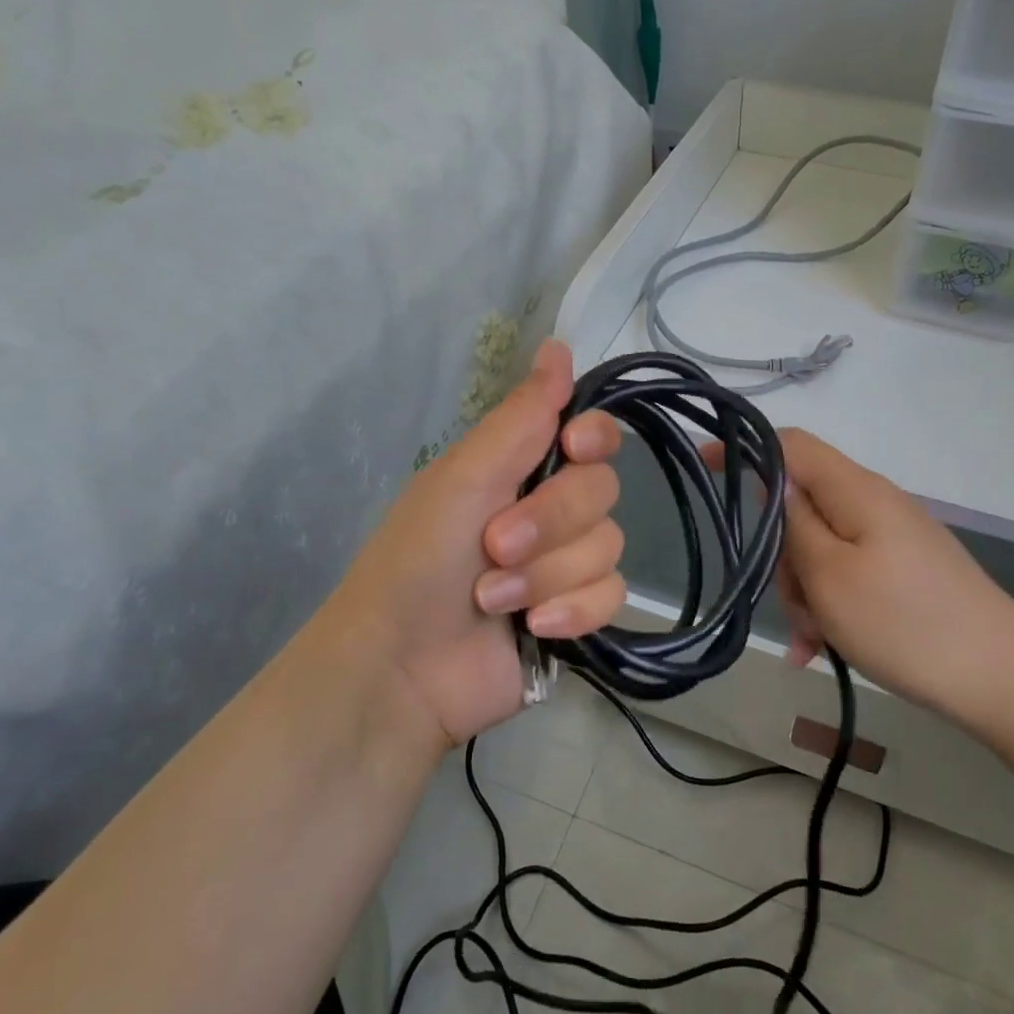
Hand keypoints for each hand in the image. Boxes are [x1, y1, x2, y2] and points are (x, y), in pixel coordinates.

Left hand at [315, 340, 624, 750]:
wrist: (401, 669)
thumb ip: (520, 416)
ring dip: (548, 574)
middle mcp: (551, 509)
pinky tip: (533, 628)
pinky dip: (572, 611)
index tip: (574, 448)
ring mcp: (567, 564)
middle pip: (603, 491)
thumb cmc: (417, 561)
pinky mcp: (578, 613)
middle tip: (494, 545)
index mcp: (522, 468)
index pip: (592, 434)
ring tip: (494, 597)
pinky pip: (612, 596)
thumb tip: (557, 344)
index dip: (594, 438)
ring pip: (608, 546)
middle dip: (550, 522)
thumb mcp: (463, 478)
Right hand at [770, 429, 1013, 723]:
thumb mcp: (829, 575)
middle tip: (792, 605)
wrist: (1003, 677)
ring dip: (805, 591)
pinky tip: (821, 650)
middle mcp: (872, 503)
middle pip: (800, 506)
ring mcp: (889, 538)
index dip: (743, 448)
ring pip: (819, 548)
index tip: (701, 466)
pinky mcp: (901, 570)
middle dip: (781, 554)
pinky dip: (829, 606)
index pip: (789, 444)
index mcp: (855, 490)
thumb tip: (775, 483)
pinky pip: (846, 575)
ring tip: (815, 642)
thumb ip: (794, 523)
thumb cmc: (905, 623)